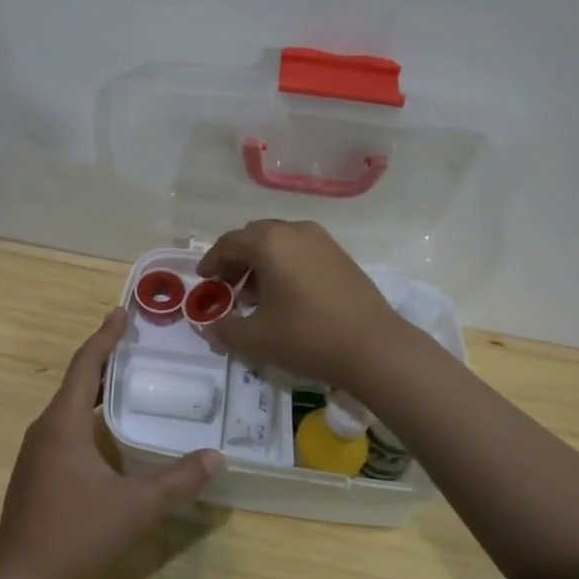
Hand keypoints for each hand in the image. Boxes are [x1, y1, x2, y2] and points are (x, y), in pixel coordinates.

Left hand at [0, 308, 222, 578]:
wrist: (21, 576)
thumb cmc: (76, 532)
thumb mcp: (135, 507)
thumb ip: (178, 481)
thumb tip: (216, 457)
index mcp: (63, 423)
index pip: (86, 365)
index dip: (105, 336)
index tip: (121, 312)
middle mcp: (45, 427)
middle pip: (76, 380)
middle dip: (104, 357)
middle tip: (134, 342)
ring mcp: (36, 450)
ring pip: (68, 404)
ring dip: (95, 386)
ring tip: (125, 378)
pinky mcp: (35, 469)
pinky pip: (63, 424)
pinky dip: (86, 410)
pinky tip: (105, 427)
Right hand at [197, 219, 407, 389]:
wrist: (374, 348)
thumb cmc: (307, 337)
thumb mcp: (255, 339)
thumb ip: (224, 329)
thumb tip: (210, 326)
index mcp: (269, 242)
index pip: (229, 243)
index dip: (211, 262)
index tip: (203, 281)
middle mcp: (295, 231)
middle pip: (254, 237)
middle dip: (236, 261)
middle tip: (227, 288)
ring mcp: (322, 241)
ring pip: (280, 243)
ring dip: (261, 264)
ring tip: (256, 297)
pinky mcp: (341, 256)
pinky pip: (301, 251)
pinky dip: (285, 266)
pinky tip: (287, 297)